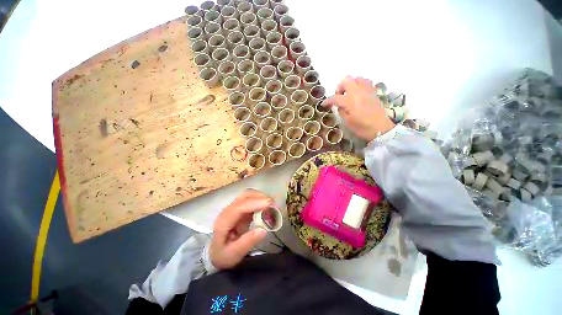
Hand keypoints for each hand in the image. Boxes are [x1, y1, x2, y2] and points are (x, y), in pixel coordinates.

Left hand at [210, 189, 271, 269]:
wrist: (215, 252)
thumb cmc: (223, 255)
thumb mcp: (233, 255)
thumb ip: (247, 243)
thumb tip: (263, 230)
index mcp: (224, 221)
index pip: (240, 207)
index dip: (255, 203)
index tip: (270, 205)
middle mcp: (228, 209)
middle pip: (245, 196)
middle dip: (262, 198)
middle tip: (275, 207)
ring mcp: (235, 206)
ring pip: (250, 194)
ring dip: (263, 197)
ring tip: (273, 207)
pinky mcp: (241, 207)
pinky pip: (252, 199)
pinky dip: (262, 200)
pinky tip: (268, 208)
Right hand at [322, 76, 394, 141]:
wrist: (380, 128)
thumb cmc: (362, 127)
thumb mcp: (347, 122)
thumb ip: (341, 111)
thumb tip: (339, 106)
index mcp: (350, 101)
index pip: (335, 97)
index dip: (327, 101)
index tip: (324, 104)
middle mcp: (358, 92)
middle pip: (346, 80)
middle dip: (340, 87)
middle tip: (339, 97)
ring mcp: (367, 90)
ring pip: (357, 78)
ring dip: (350, 84)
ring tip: (349, 94)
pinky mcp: (373, 92)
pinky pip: (366, 82)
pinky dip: (360, 85)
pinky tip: (359, 93)